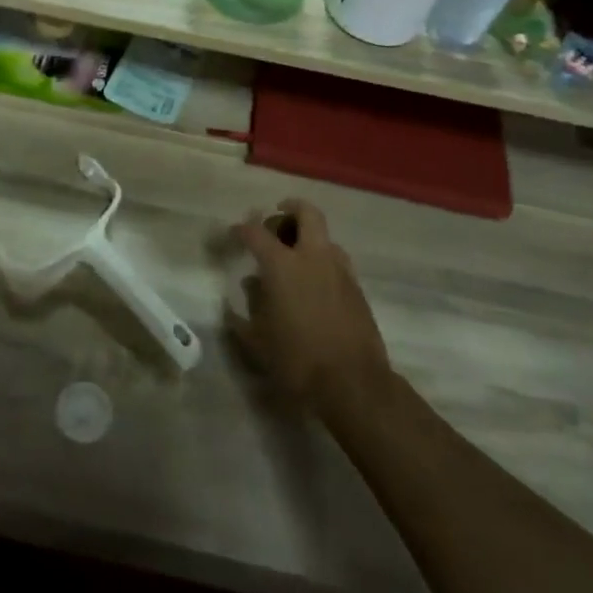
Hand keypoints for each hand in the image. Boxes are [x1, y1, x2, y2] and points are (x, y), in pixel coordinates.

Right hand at [227, 201, 391, 424]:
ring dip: (309, 237)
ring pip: (326, 237)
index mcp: (282, 265)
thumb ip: (245, 311)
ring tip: (295, 256)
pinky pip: (338, 262)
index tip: (234, 235)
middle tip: (276, 220)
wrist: (354, 384)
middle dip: (290, 209)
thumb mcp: (257, 340)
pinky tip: (314, 285)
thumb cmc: (297, 359)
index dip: (241, 229)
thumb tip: (247, 289)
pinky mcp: (358, 289)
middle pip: (307, 213)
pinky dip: (323, 262)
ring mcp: (340, 271)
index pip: (256, 232)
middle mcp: (313, 258)